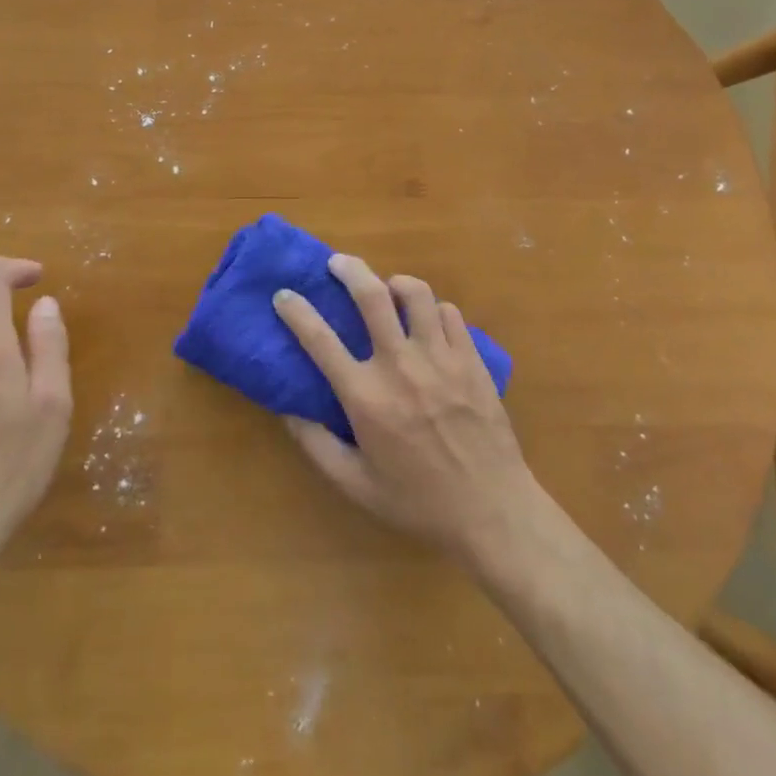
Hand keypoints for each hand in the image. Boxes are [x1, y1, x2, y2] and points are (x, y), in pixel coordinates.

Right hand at [273, 255, 542, 569]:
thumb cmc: (418, 502)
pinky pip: (450, 313)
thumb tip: (288, 410)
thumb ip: (316, 445)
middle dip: (349, 269)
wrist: (492, 512)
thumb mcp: (355, 485)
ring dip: (396, 283)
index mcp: (366, 397)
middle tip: (337, 263)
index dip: (296, 312)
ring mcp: (441, 359)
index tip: (283, 295)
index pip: (320, 340)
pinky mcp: (472, 360)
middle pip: (372, 295)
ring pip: (417, 294)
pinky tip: (428, 323)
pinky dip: (434, 310)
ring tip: (388, 290)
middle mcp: (400, 366)